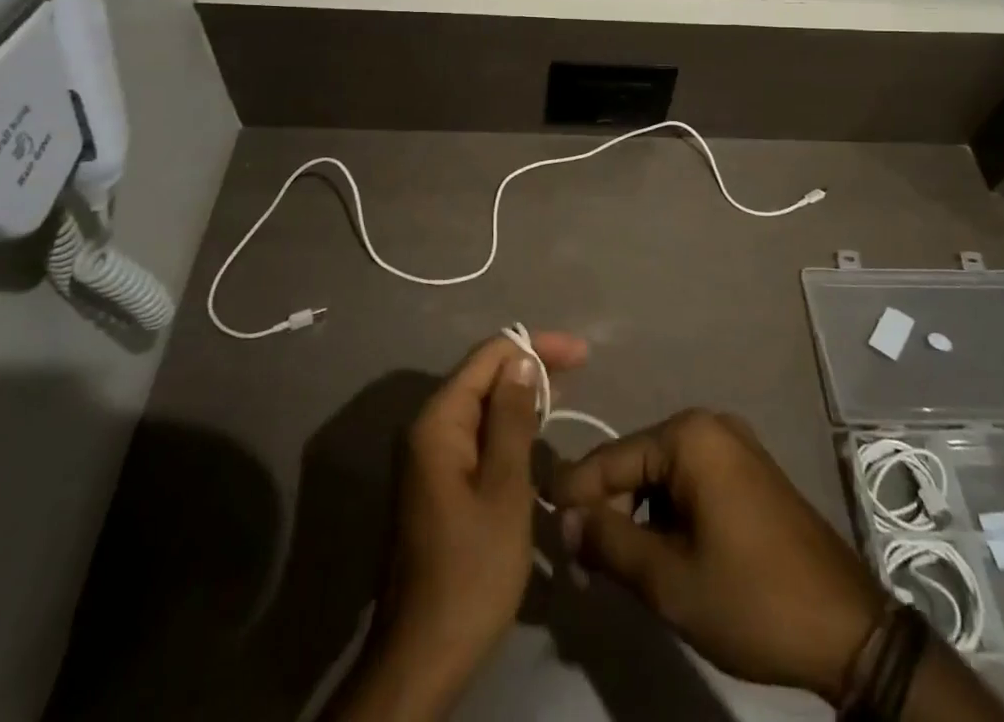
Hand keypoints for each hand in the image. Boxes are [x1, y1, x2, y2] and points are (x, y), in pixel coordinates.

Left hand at [339, 330, 587, 720]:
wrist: (422, 656)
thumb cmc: (471, 571)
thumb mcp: (504, 491)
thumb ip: (513, 419)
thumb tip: (521, 360)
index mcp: (438, 422)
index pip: (488, 357)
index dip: (535, 346)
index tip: (581, 353)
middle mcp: (426, 429)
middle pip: (482, 376)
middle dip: (529, 366)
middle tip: (580, 367)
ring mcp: (428, 457)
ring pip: (479, 406)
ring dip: (519, 396)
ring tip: (565, 393)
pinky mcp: (435, 483)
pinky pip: (475, 435)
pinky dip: (506, 426)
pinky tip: (533, 432)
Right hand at [553, 409, 884, 704]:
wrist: (847, 627)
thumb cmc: (751, 597)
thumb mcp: (669, 580)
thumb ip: (609, 542)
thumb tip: (565, 520)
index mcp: (688, 436)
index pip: (609, 458)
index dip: (573, 495)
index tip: (545, 527)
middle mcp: (709, 424)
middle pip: (636, 461)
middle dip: (608, 508)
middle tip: (585, 562)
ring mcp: (734, 444)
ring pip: (662, 474)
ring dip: (639, 514)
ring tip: (622, 563)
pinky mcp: (750, 469)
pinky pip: (691, 480)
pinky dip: (669, 512)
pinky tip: (665, 551)